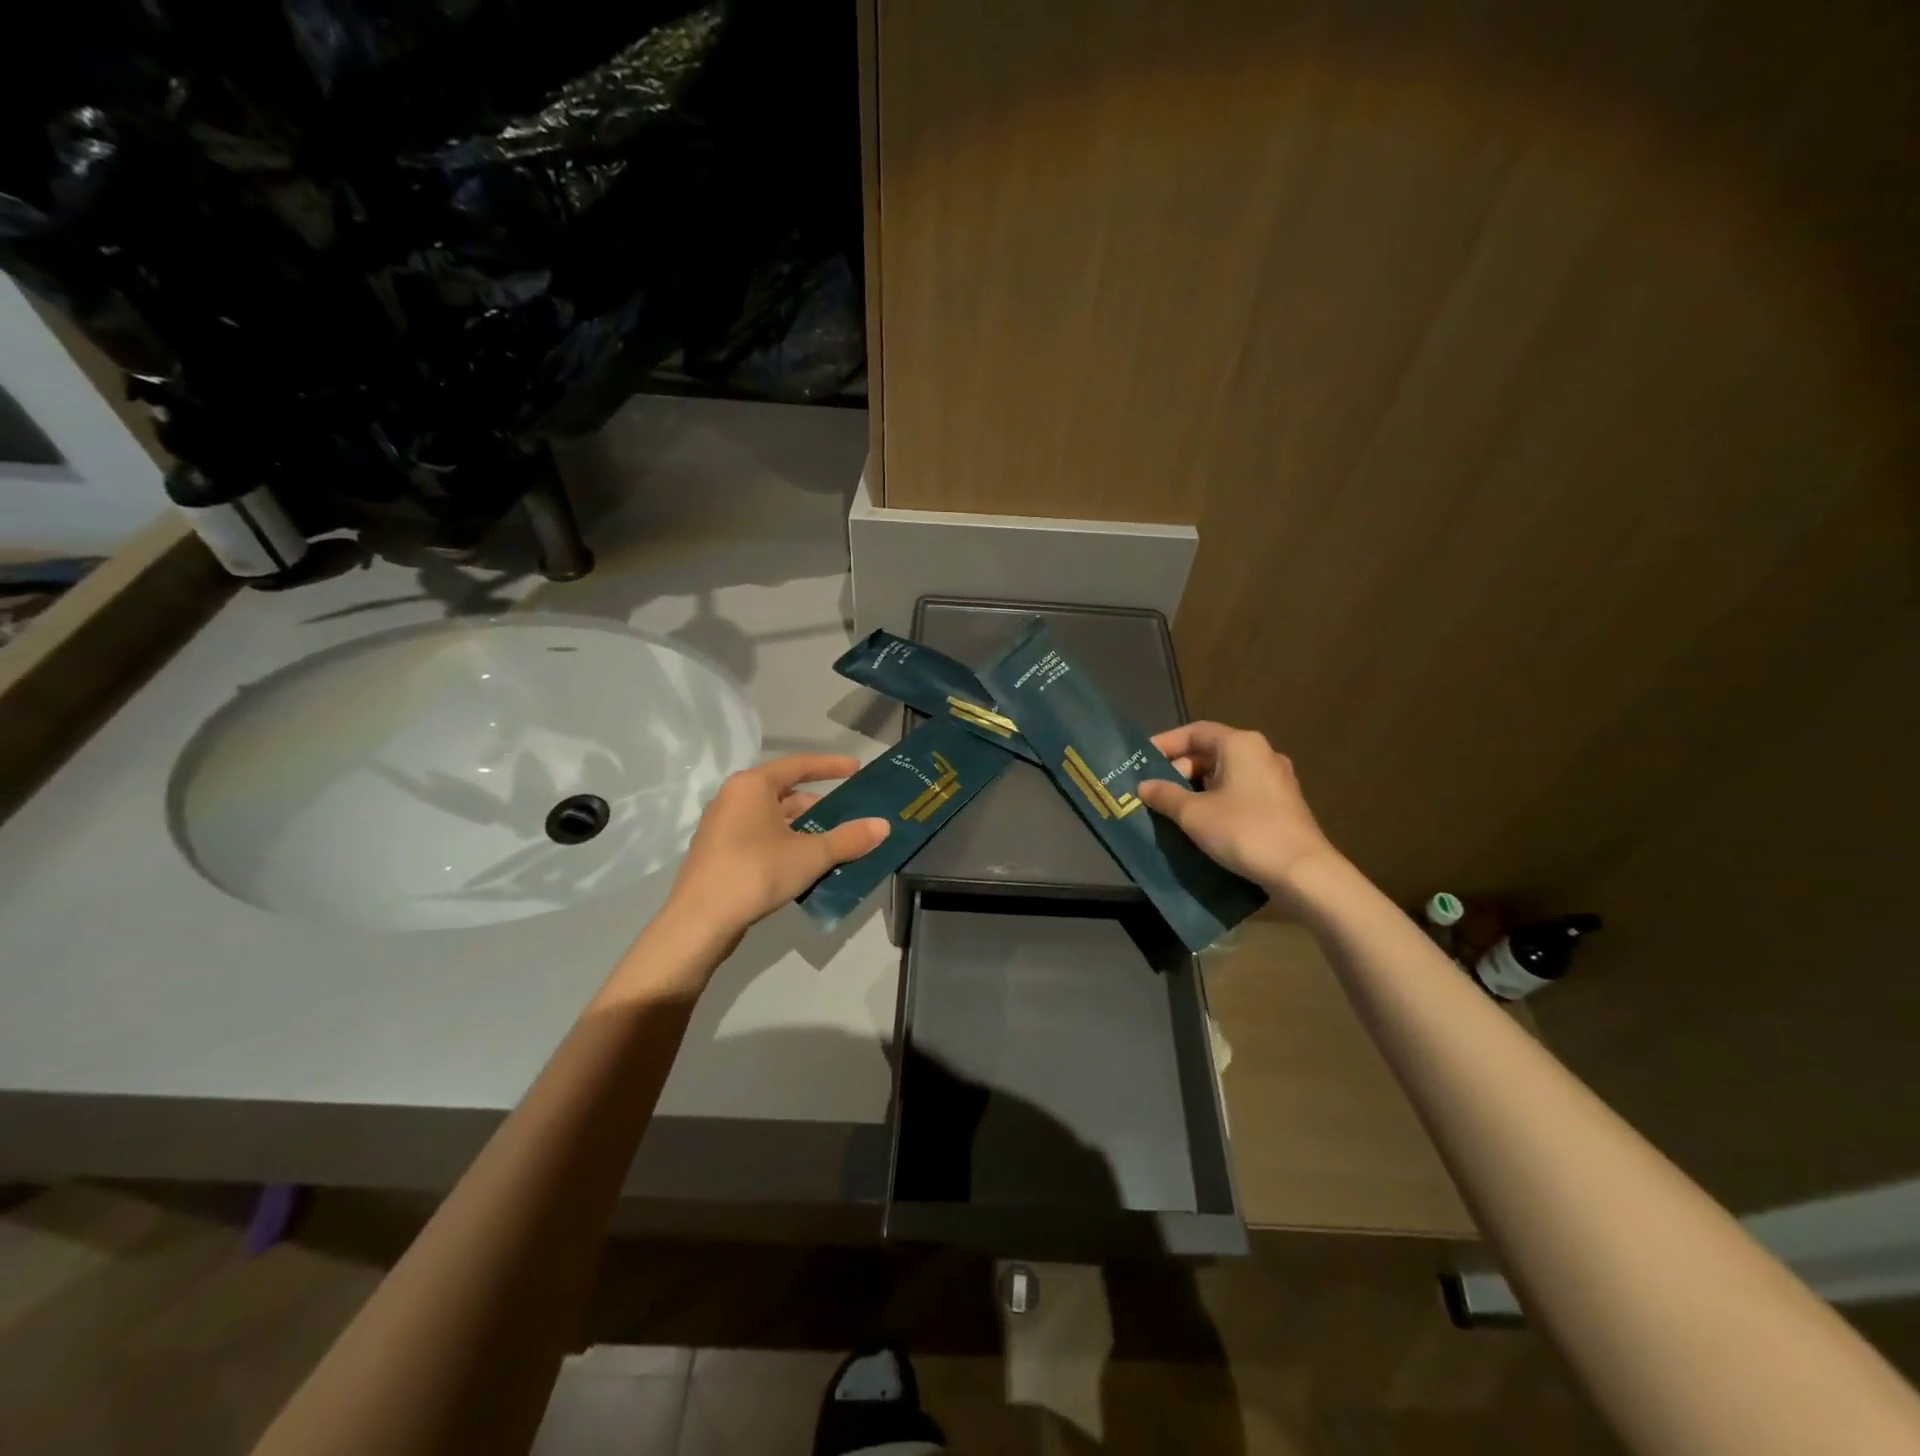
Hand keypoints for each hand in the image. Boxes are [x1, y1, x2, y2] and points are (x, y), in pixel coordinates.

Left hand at [665, 754, 888, 938]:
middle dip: (819, 807)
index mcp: (752, 785)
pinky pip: (760, 838)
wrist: (700, 921)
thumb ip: (848, 839)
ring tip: (834, 845)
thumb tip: (884, 825)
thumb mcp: (810, 855)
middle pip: (785, 794)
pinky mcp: (718, 853)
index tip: (856, 769)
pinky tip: (805, 865)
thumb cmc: (755, 872)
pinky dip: (785, 844)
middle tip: (849, 819)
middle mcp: (733, 798)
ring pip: (773, 819)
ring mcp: (722, 827)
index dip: (830, 766)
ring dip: (804, 830)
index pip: (798, 765)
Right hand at [1136, 722, 1340, 899]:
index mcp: (1240, 744)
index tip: (1141, 761)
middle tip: (1155, 791)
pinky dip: (1217, 800)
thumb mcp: (1193, 814)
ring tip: (1173, 809)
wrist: (1302, 871)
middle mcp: (1261, 753)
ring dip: (1197, 788)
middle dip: (1179, 770)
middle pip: (1211, 751)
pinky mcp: (1282, 804)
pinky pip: (1241, 792)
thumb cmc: (1244, 831)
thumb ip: (1165, 795)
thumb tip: (1144, 786)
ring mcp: (1276, 779)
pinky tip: (1203, 823)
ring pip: (1226, 774)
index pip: (1195, 731)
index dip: (1166, 743)